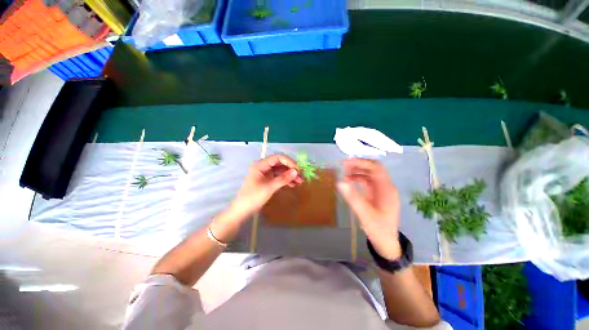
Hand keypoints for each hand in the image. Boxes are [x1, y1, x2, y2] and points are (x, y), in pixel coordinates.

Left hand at [230, 155, 302, 219]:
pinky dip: (286, 180)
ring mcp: (265, 174)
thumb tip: (296, 171)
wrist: (242, 211)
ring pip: (280, 171)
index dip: (289, 162)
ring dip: (290, 175)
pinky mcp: (267, 181)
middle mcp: (263, 167)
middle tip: (301, 176)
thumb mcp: (269, 187)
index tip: (298, 169)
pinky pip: (278, 178)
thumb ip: (283, 179)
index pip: (277, 158)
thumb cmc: (253, 197)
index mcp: (260, 165)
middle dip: (291, 169)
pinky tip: (293, 185)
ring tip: (300, 182)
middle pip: (280, 164)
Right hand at [337, 158, 401, 259]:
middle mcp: (386, 187)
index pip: (376, 169)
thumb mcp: (364, 214)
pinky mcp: (378, 195)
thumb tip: (340, 181)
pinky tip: (350, 180)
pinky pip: (368, 182)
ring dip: (358, 171)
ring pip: (370, 175)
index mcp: (387, 190)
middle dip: (359, 165)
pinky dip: (359, 179)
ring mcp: (382, 191)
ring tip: (345, 172)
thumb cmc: (378, 229)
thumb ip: (353, 197)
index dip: (362, 163)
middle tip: (344, 165)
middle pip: (374, 169)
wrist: (386, 243)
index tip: (347, 162)